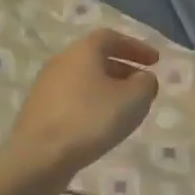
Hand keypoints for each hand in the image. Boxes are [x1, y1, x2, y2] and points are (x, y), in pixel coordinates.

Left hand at [3, 29, 159, 189]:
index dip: (136, 47)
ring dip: (107, 87)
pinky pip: (73, 98)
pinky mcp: (39, 110)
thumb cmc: (91, 120)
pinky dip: (92, 103)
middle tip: (142, 85)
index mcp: (83, 51)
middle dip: (123, 68)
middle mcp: (61, 61)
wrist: (39, 157)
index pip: (112, 37)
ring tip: (125, 108)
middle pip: (96, 57)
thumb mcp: (134, 99)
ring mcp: (46, 86)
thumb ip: (146, 84)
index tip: (155, 62)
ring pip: (84, 79)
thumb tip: (144, 79)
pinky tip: (101, 124)